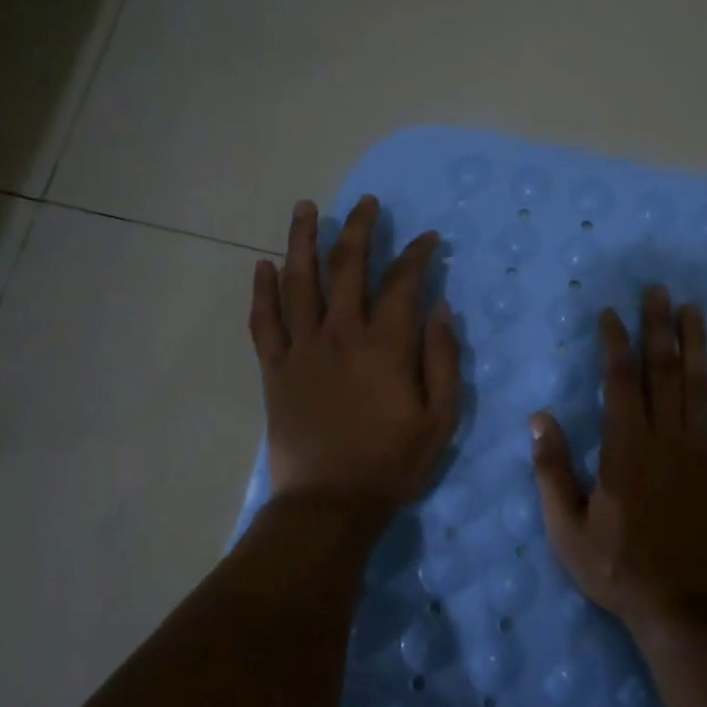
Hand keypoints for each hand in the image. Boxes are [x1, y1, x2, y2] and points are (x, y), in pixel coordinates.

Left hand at [248, 197, 460, 530]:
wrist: (329, 504)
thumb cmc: (392, 464)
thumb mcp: (440, 418)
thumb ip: (443, 359)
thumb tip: (441, 309)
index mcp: (385, 345)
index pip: (403, 282)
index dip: (416, 254)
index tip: (427, 238)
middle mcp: (340, 334)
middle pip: (347, 266)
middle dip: (358, 228)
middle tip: (365, 203)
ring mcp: (302, 349)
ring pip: (299, 281)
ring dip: (302, 240)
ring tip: (304, 207)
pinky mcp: (274, 369)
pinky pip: (263, 321)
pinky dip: (262, 291)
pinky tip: (263, 265)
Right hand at [531, 287, 706, 636]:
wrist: (686, 611)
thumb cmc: (620, 571)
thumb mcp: (567, 529)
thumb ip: (552, 470)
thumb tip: (540, 417)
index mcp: (625, 449)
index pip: (620, 381)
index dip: (615, 343)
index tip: (610, 314)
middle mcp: (666, 440)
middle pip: (663, 371)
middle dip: (658, 327)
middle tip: (658, 291)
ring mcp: (704, 454)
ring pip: (700, 387)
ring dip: (696, 344)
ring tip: (693, 309)